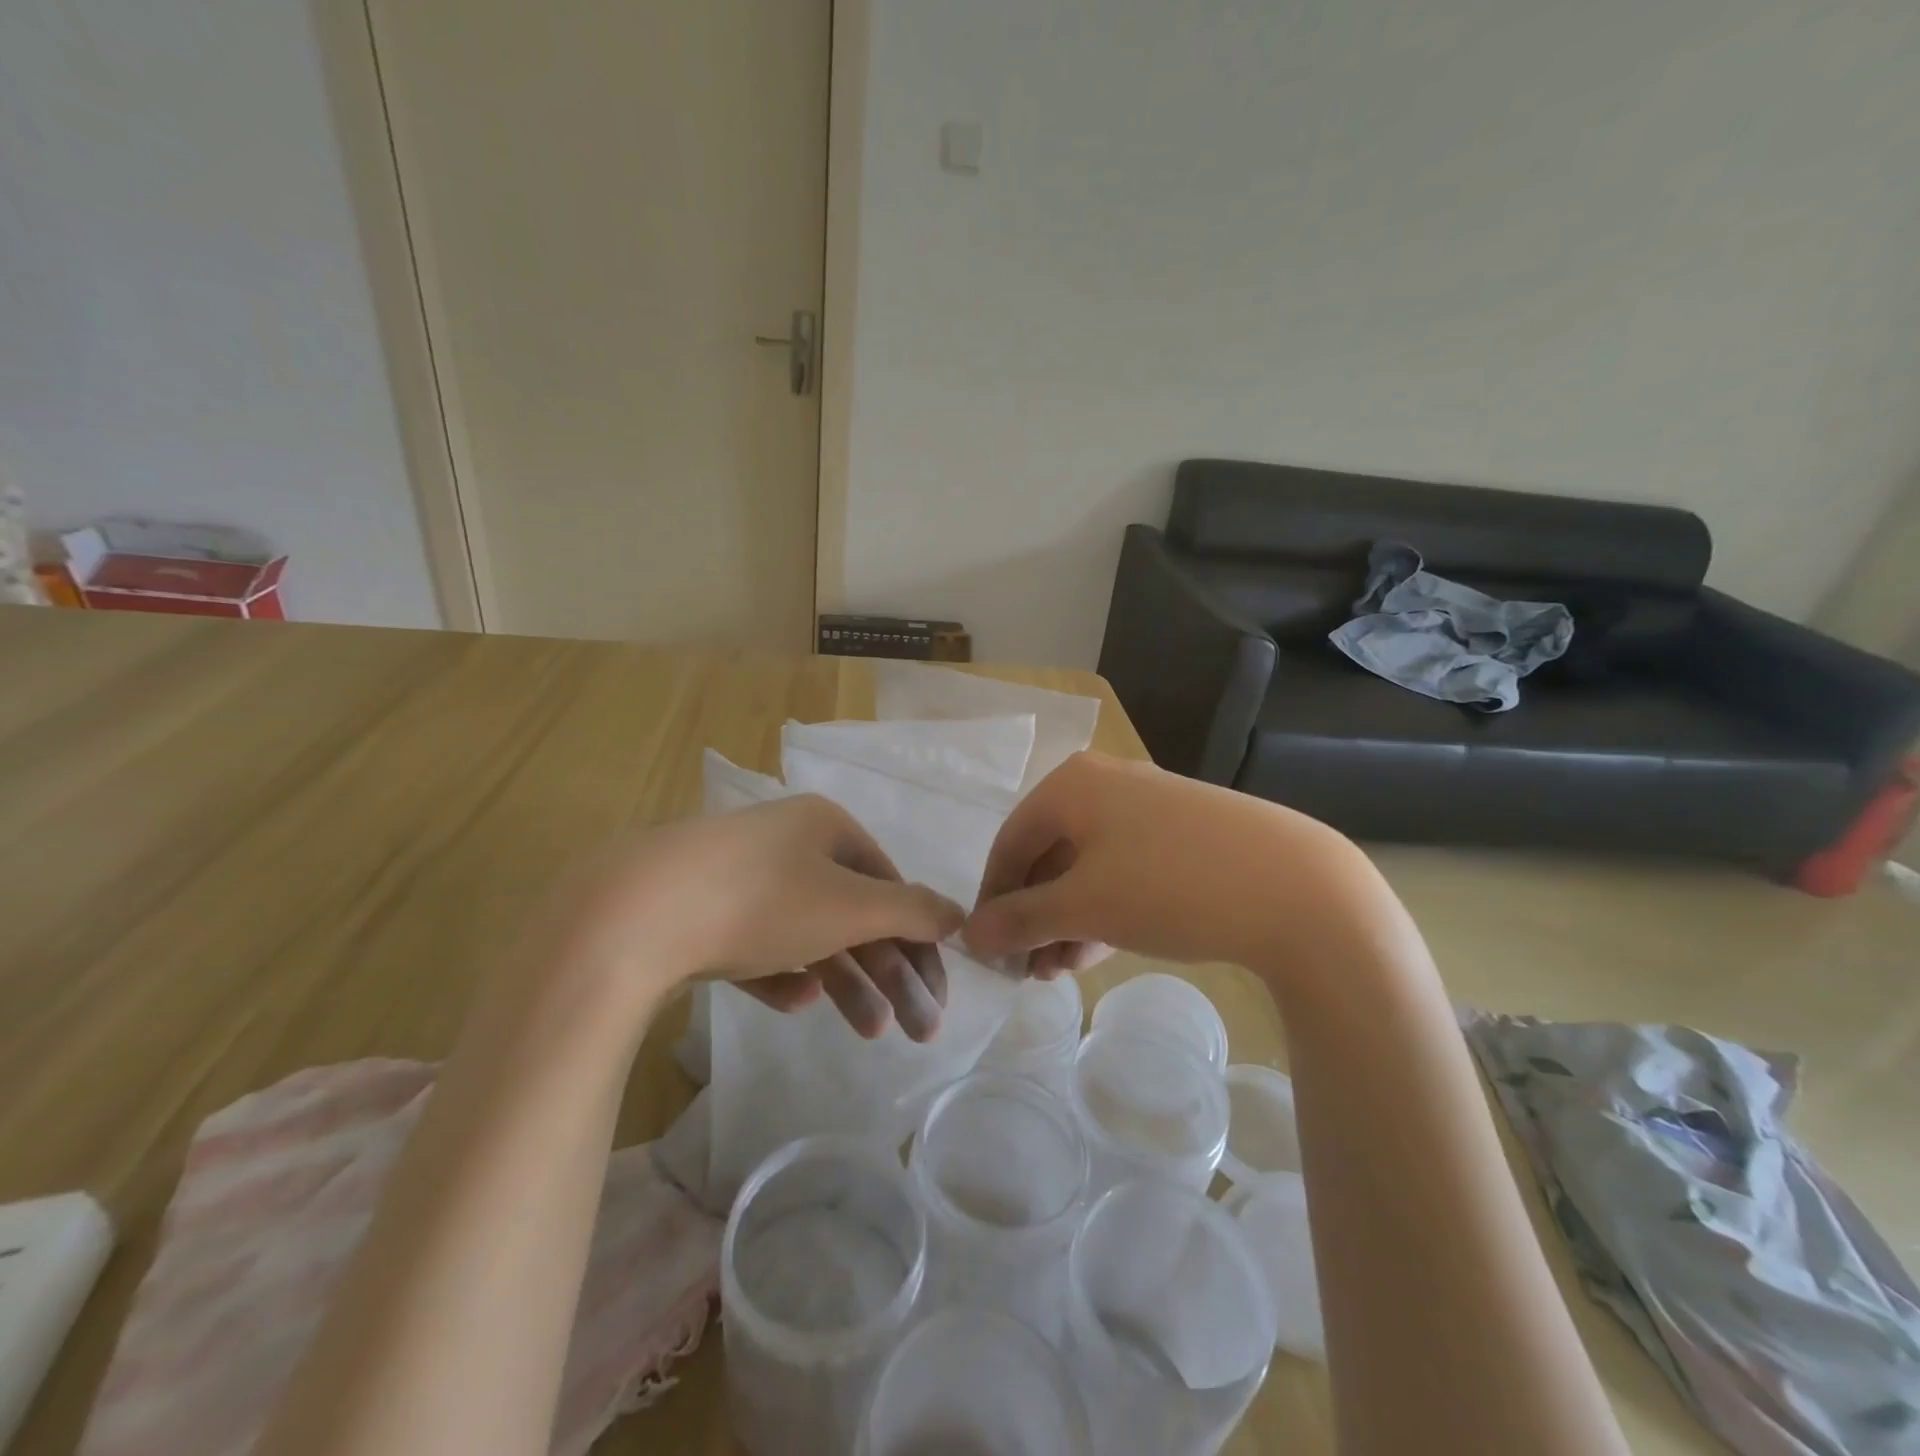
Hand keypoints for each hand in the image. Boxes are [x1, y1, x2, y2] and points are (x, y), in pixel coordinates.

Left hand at [554, 796, 962, 1040]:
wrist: (631, 915)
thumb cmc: (761, 900)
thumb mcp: (850, 906)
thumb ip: (912, 911)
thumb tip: (960, 914)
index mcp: (826, 827)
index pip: (892, 885)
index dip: (921, 941)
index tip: (937, 996)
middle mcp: (787, 844)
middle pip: (855, 914)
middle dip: (890, 974)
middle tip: (916, 1031)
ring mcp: (740, 878)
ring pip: (810, 934)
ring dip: (846, 981)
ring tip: (868, 1033)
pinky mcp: (701, 914)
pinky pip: (759, 946)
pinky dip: (784, 974)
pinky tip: (795, 1001)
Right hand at [964, 752, 1367, 973]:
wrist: (1298, 889)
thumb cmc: (1169, 886)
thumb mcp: (1084, 907)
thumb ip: (1020, 920)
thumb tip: (970, 936)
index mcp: (1072, 784)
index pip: (1009, 843)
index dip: (993, 900)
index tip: (989, 952)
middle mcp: (1106, 783)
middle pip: (1049, 854)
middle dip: (1035, 917)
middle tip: (1032, 970)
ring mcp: (1150, 805)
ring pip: (1088, 865)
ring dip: (1068, 918)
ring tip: (1064, 970)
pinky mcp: (1185, 831)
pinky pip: (1125, 867)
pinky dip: (1106, 907)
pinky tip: (1103, 948)